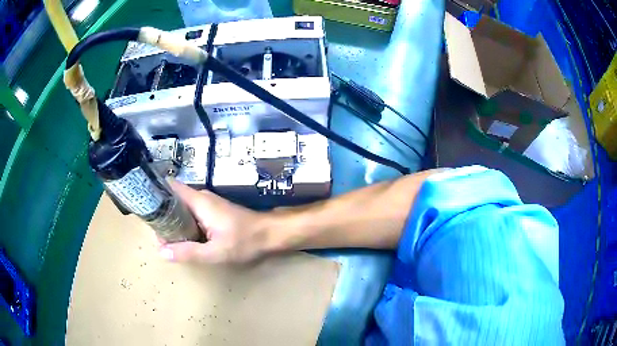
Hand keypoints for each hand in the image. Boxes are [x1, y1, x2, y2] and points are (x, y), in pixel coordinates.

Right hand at [158, 180, 272, 263]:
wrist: (270, 234)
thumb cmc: (245, 241)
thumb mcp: (215, 251)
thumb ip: (188, 252)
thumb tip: (162, 251)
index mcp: (198, 201)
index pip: (170, 187)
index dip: (155, 193)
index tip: (144, 207)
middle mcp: (200, 198)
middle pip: (173, 200)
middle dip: (162, 215)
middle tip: (156, 235)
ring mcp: (207, 204)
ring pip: (181, 208)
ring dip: (172, 222)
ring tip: (165, 239)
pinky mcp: (212, 212)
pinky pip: (190, 214)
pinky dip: (183, 224)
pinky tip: (181, 239)